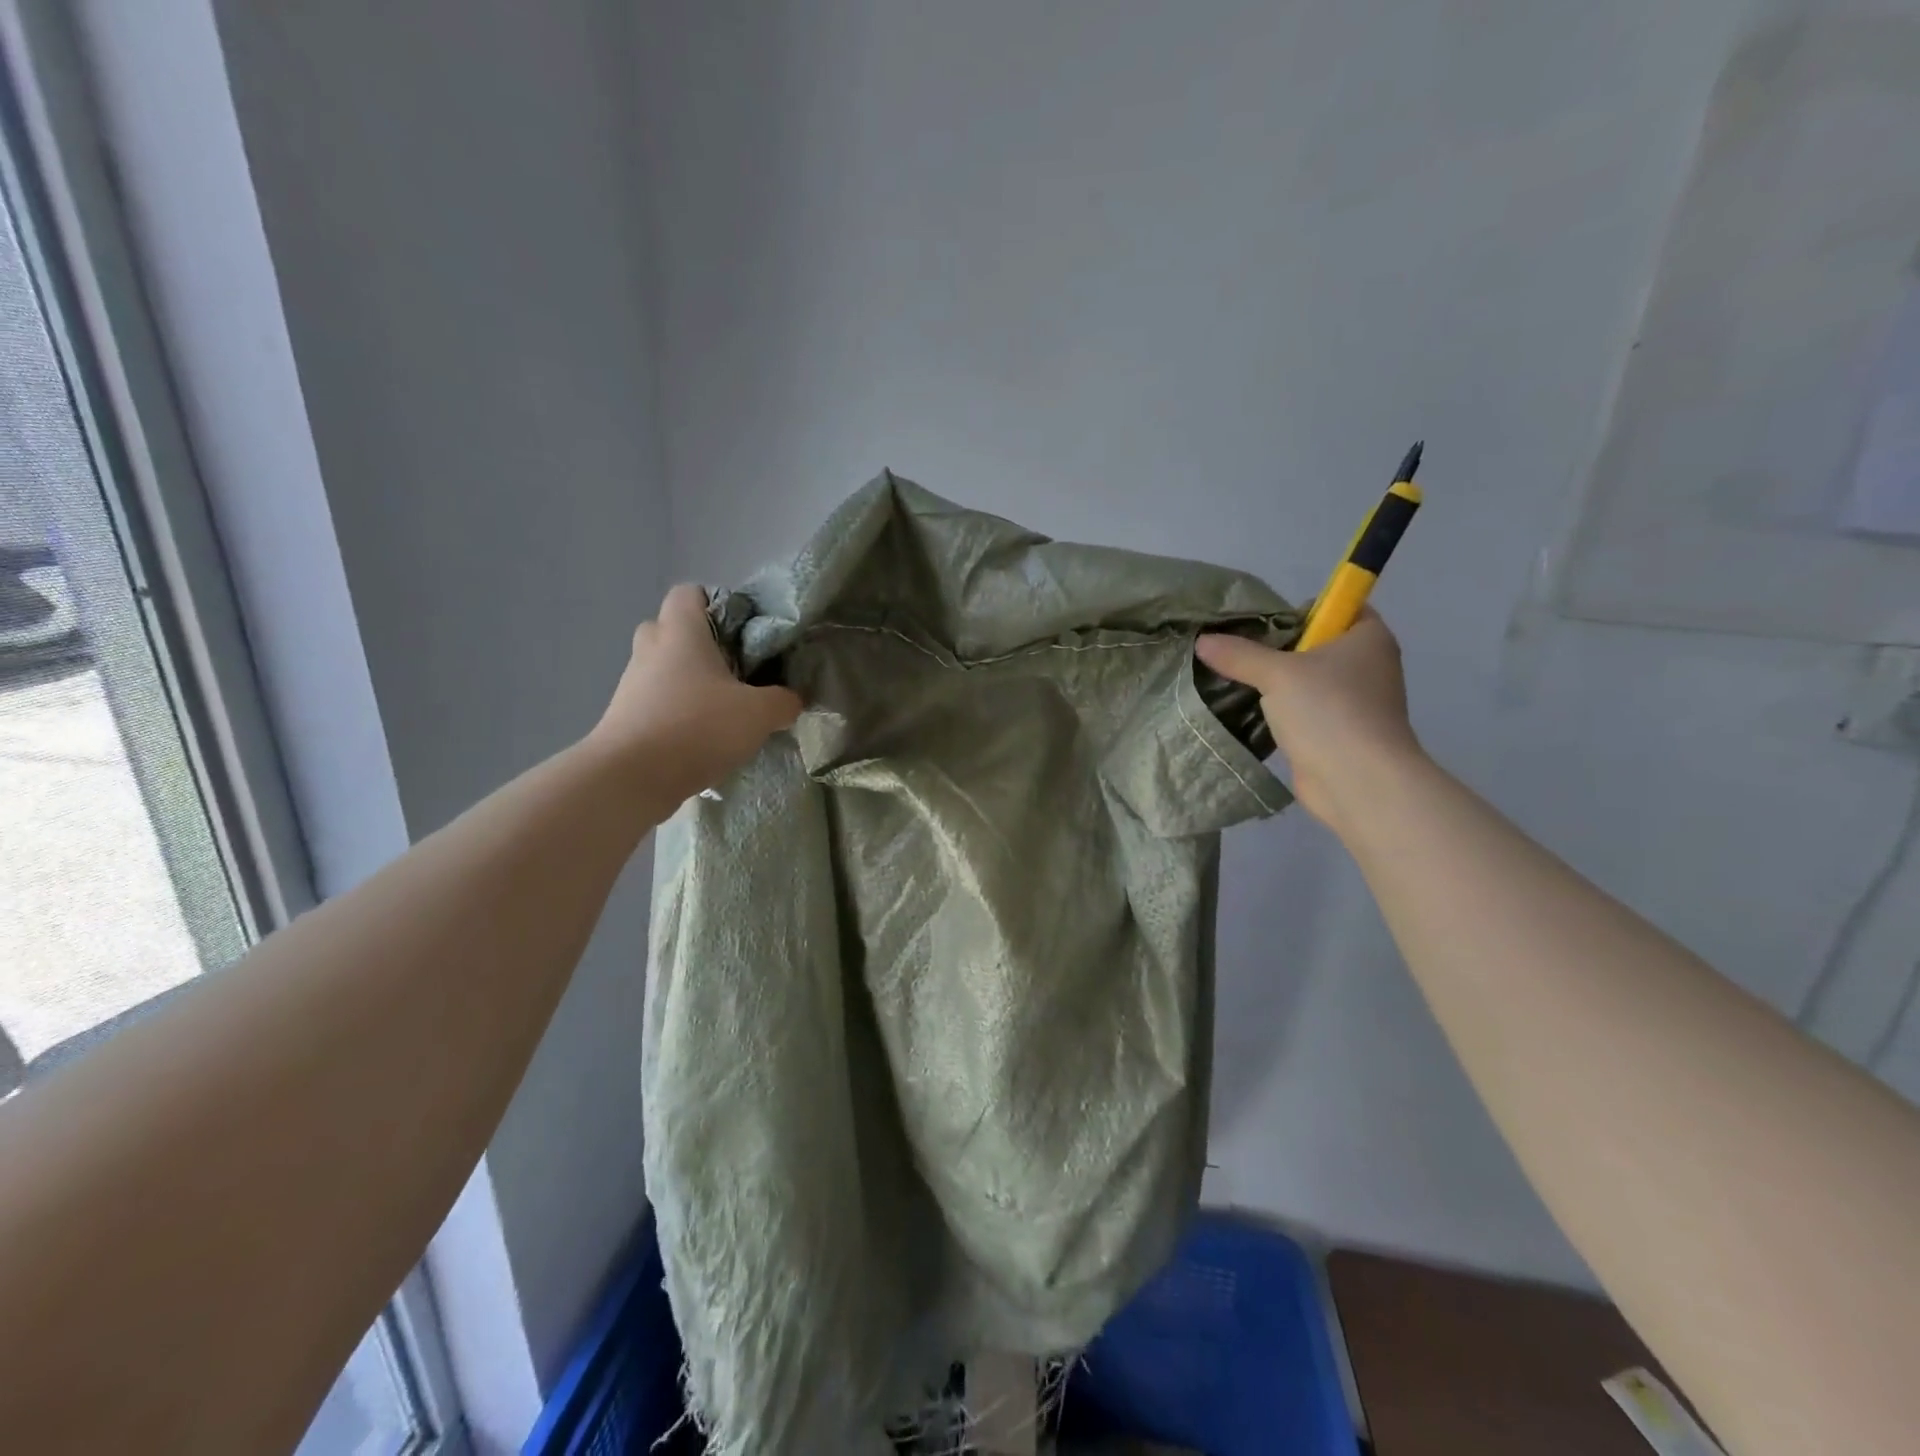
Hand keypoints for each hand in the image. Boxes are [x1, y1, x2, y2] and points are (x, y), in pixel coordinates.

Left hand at [586, 584, 802, 808]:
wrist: (631, 778)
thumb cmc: (697, 727)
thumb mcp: (759, 713)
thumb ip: (783, 701)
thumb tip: (792, 699)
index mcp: (681, 632)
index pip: (690, 592)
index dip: (717, 604)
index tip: (744, 632)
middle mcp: (651, 649)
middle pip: (673, 629)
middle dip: (703, 645)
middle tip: (735, 669)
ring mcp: (633, 684)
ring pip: (665, 668)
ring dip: (691, 682)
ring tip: (724, 709)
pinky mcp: (625, 717)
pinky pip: (656, 701)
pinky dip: (678, 711)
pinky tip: (703, 737)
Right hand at [1195, 610, 1421, 837]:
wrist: (1359, 782)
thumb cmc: (1329, 711)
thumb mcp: (1277, 674)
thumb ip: (1239, 655)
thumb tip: (1202, 641)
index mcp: (1368, 637)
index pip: (1337, 607)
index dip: (1301, 610)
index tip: (1262, 623)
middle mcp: (1367, 665)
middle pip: (1315, 645)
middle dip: (1277, 649)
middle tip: (1235, 651)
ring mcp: (1354, 702)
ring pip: (1306, 681)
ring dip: (1275, 684)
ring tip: (1231, 680)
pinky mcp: (1338, 733)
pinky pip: (1303, 711)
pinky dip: (1279, 712)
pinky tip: (1247, 712)